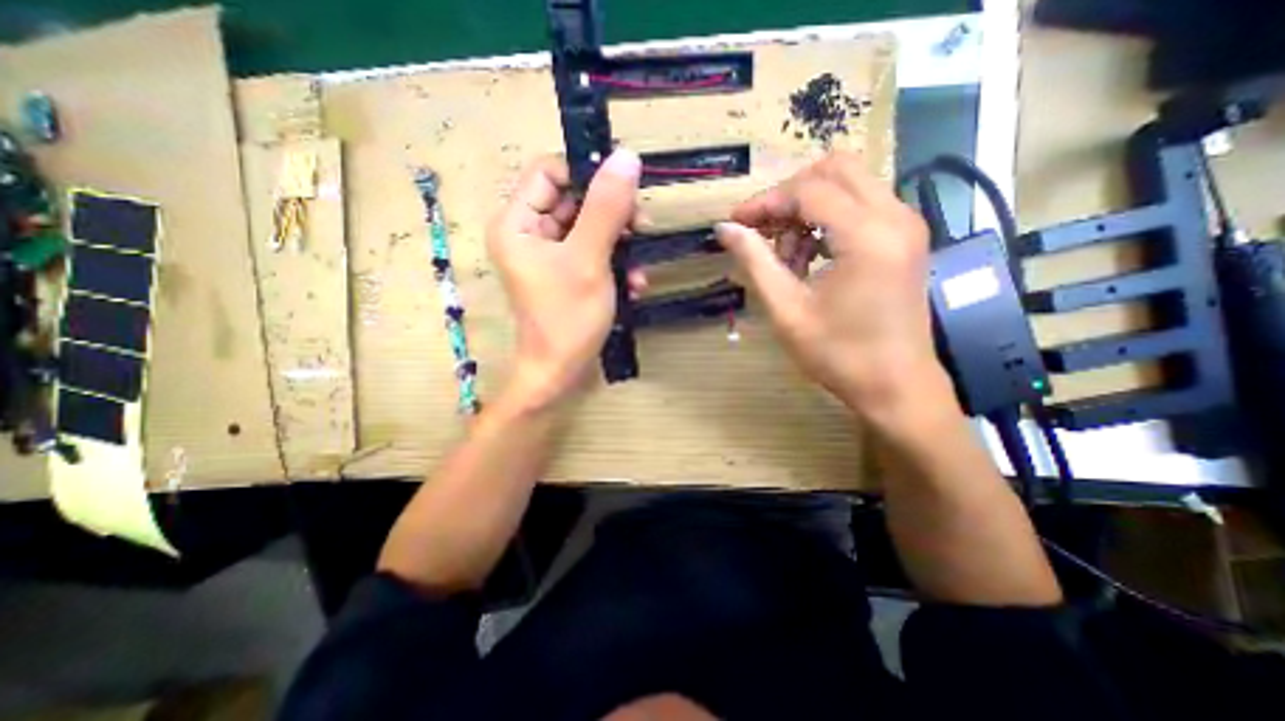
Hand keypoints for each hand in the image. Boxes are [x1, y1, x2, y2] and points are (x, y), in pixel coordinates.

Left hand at [484, 149, 642, 410]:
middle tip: (642, 229)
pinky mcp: (566, 271)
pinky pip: (593, 251)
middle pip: (575, 198)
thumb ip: (606, 207)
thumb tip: (626, 156)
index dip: (588, 173)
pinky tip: (634, 283)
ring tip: (640, 267)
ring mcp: (549, 253)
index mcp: (517, 221)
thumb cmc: (567, 318)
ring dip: (621, 243)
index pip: (551, 170)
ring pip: (590, 226)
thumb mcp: (589, 259)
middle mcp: (529, 231)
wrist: (561, 373)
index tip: (626, 189)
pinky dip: (615, 262)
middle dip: (613, 214)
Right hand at [720, 149, 953, 424]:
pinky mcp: (906, 238)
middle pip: (834, 169)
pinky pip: (862, 205)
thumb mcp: (787, 310)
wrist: (896, 386)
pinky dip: (829, 218)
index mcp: (866, 236)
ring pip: (849, 183)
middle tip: (763, 230)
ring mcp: (906, 225)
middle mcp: (895, 216)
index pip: (807, 191)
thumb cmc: (838, 355)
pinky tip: (811, 256)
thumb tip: (724, 229)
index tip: (736, 222)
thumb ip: (755, 261)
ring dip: (809, 207)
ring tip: (786, 254)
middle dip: (789, 195)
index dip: (765, 202)